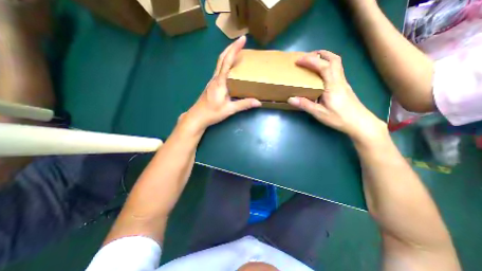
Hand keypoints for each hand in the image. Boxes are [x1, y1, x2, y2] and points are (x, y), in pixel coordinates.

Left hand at [177, 36, 260, 135]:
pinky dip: (226, 64)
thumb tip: (258, 102)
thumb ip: (243, 104)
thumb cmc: (212, 112)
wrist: (197, 116)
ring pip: (220, 63)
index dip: (235, 49)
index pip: (227, 61)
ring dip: (228, 54)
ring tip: (237, 51)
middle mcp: (215, 78)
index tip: (242, 39)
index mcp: (220, 82)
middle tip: (240, 41)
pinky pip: (219, 70)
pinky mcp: (212, 85)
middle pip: (222, 58)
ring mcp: (212, 81)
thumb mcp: (229, 109)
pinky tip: (231, 67)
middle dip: (231, 47)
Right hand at [285, 50, 386, 141]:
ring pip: (337, 63)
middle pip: (334, 59)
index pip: (323, 67)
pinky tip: (320, 74)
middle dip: (320, 54)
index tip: (298, 60)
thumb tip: (290, 99)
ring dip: (325, 58)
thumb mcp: (319, 113)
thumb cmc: (339, 118)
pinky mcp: (344, 86)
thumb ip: (305, 105)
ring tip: (313, 61)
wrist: (359, 123)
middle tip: (307, 56)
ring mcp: (343, 82)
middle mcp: (339, 80)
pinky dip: (327, 65)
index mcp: (333, 86)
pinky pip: (336, 70)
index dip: (311, 61)